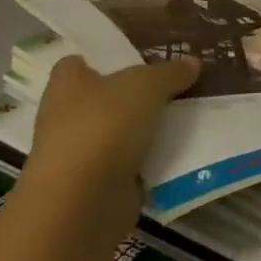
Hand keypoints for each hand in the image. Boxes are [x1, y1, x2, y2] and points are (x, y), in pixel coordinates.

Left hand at [25, 54, 199, 193]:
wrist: (82, 202)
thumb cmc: (104, 127)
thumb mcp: (146, 86)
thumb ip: (170, 72)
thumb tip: (192, 62)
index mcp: (67, 85)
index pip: (77, 63)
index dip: (102, 59)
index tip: (134, 57)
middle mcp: (67, 117)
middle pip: (105, 98)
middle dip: (135, 94)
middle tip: (176, 83)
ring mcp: (82, 154)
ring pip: (121, 132)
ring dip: (147, 129)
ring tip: (190, 114)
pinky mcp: (99, 185)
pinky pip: (133, 164)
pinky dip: (153, 160)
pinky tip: (184, 149)